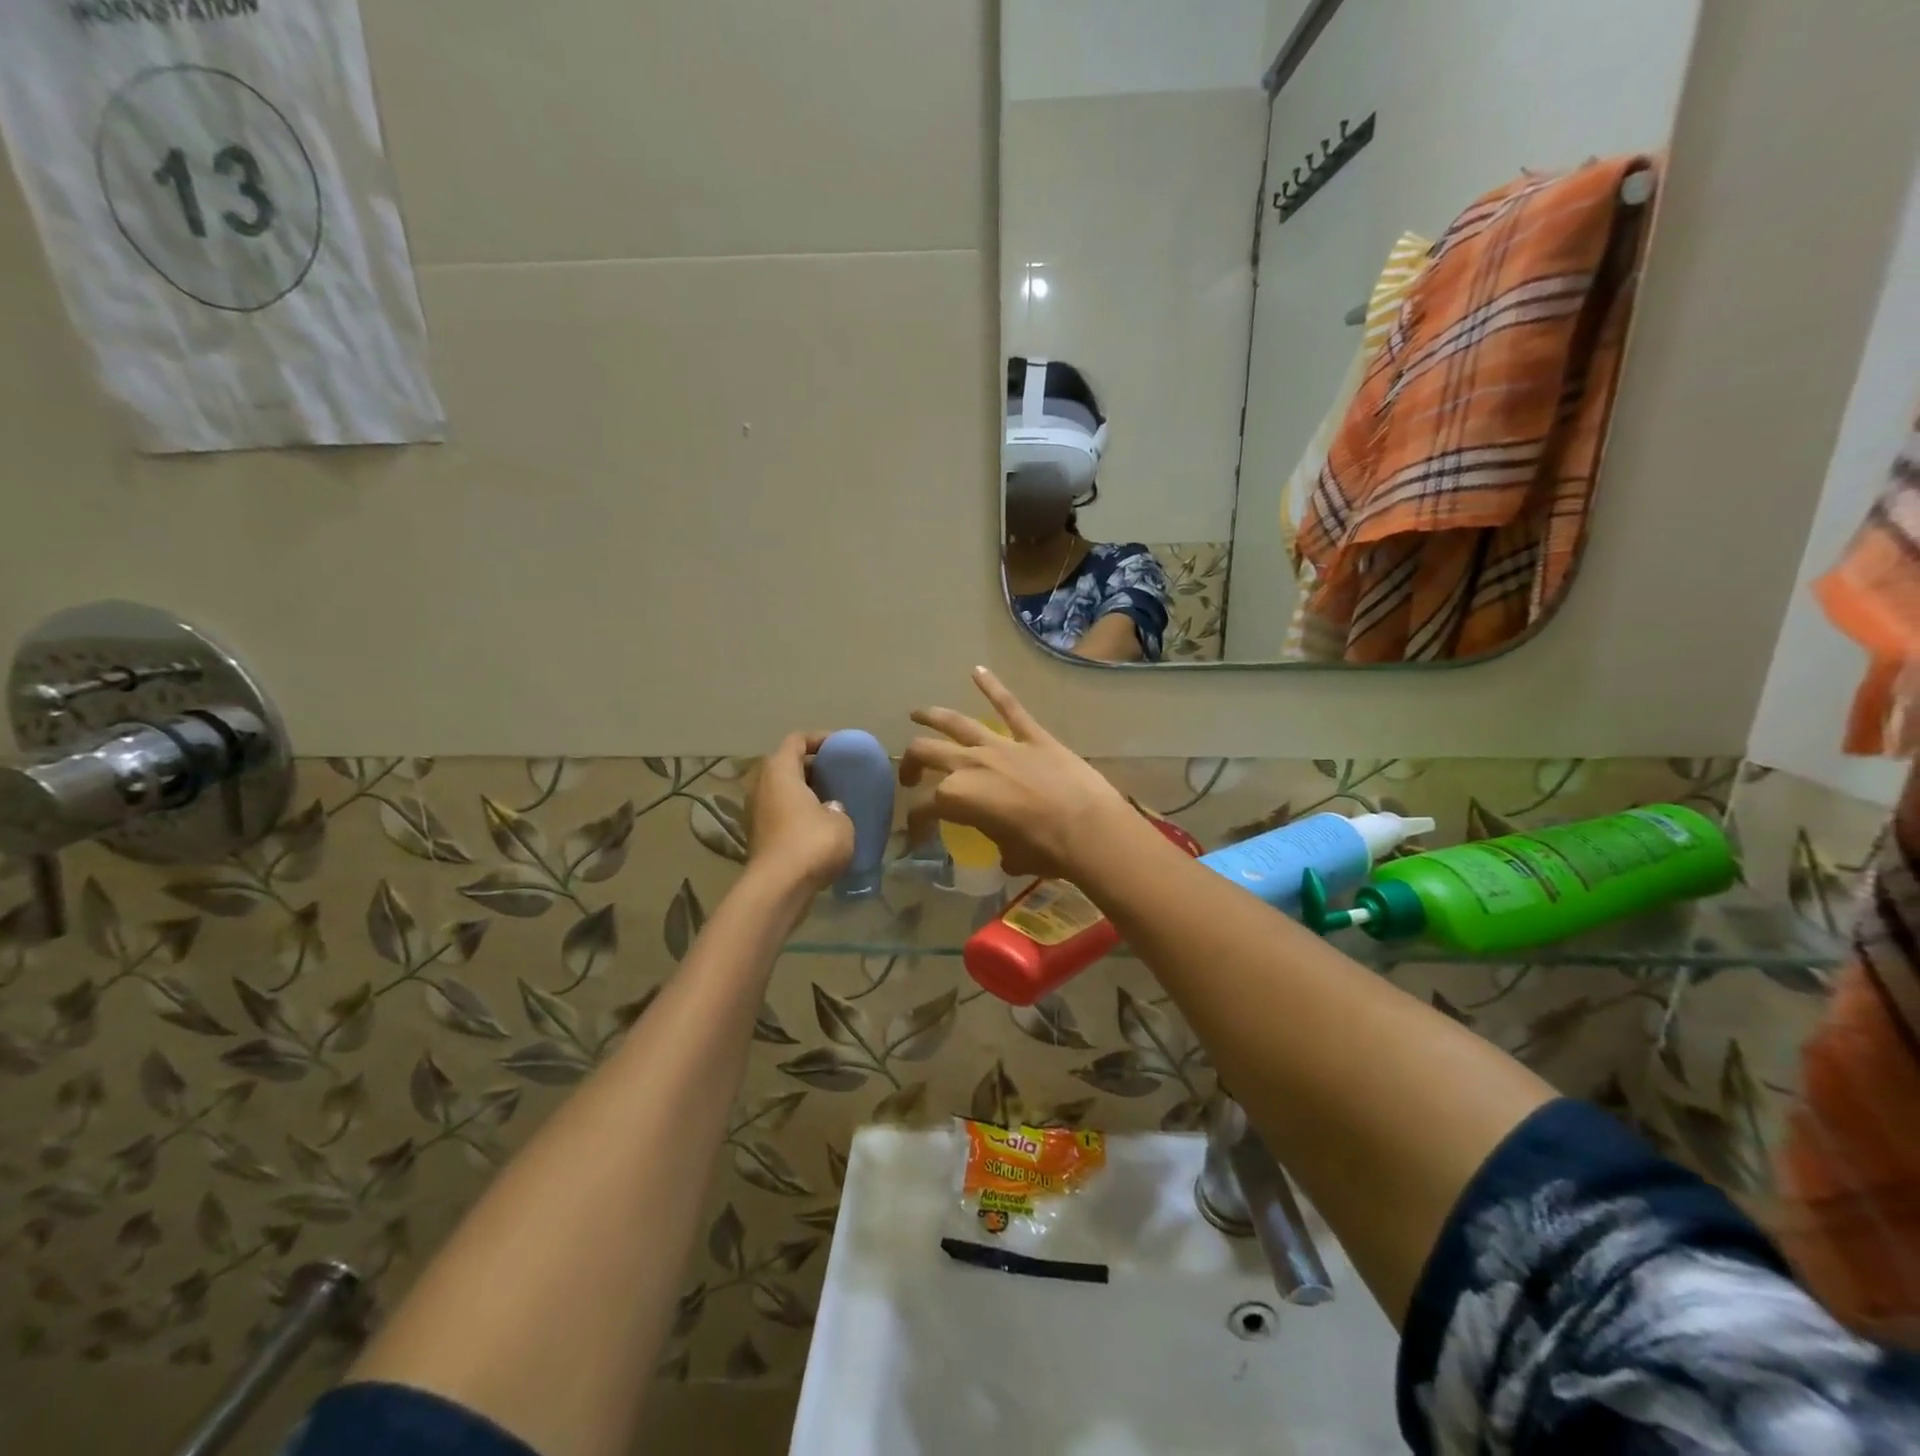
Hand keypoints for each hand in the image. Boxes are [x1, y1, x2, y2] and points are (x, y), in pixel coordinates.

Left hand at [747, 734, 856, 893]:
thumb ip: (837, 807)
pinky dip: (798, 816)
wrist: (778, 889)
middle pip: (786, 766)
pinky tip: (821, 828)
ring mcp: (755, 813)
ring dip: (804, 794)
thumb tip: (830, 808)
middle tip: (838, 775)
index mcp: (780, 771)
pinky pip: (781, 815)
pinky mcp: (758, 838)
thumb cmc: (812, 843)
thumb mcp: (841, 820)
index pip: (796, 740)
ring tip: (833, 801)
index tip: (840, 747)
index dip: (819, 739)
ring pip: (782, 793)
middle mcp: (761, 786)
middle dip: (812, 768)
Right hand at [901, 667, 1134, 878]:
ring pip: (957, 724)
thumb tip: (1004, 845)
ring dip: (932, 717)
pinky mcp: (1032, 736)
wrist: (1088, 829)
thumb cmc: (1046, 851)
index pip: (924, 808)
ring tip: (917, 714)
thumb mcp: (1010, 857)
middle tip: (910, 776)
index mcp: (958, 798)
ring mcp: (1001, 746)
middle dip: (912, 764)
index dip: (916, 823)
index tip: (919, 835)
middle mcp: (970, 765)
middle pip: (928, 754)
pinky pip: (1009, 706)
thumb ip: (996, 843)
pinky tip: (978, 670)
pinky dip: (992, 686)